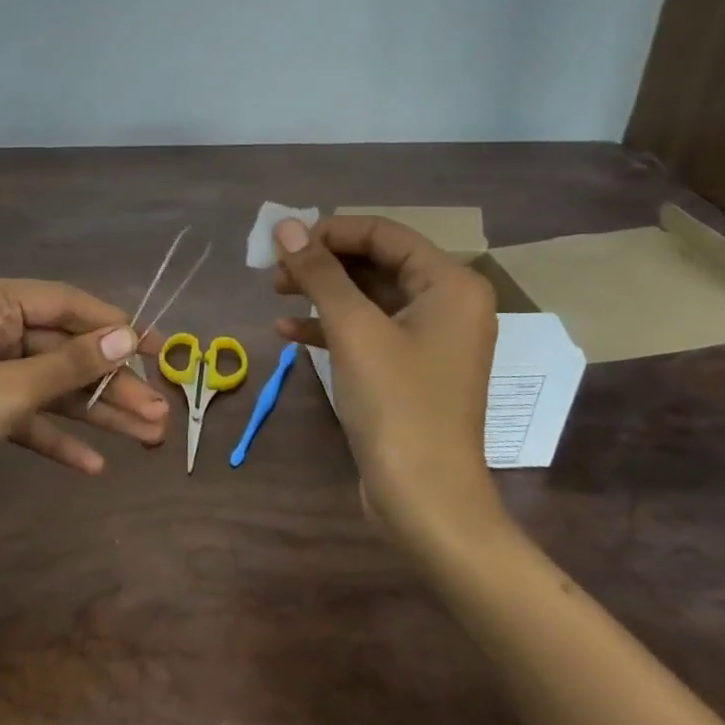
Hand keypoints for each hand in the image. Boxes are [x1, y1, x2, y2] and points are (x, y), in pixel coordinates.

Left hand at [0, 275, 168, 544]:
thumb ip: (69, 364)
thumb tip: (128, 336)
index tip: (159, 349)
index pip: (63, 303)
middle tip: (160, 413)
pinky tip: (94, 465)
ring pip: (48, 386)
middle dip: (110, 383)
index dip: (114, 326)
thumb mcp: (6, 391)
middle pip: (60, 349)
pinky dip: (57, 438)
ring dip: (94, 413)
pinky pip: (26, 417)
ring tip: (148, 437)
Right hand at [270, 216, 504, 548]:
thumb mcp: (353, 331)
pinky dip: (329, 326)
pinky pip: (366, 330)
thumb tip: (286, 225)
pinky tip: (288, 332)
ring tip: (275, 294)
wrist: (424, 499)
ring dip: (321, 292)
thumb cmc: (397, 405)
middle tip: (274, 271)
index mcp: (450, 284)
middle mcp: (446, 303)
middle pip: (375, 261)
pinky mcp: (408, 368)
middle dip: (322, 262)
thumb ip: (319, 273)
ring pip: (367, 296)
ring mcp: (428, 338)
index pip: (383, 233)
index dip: (330, 231)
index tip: (283, 243)